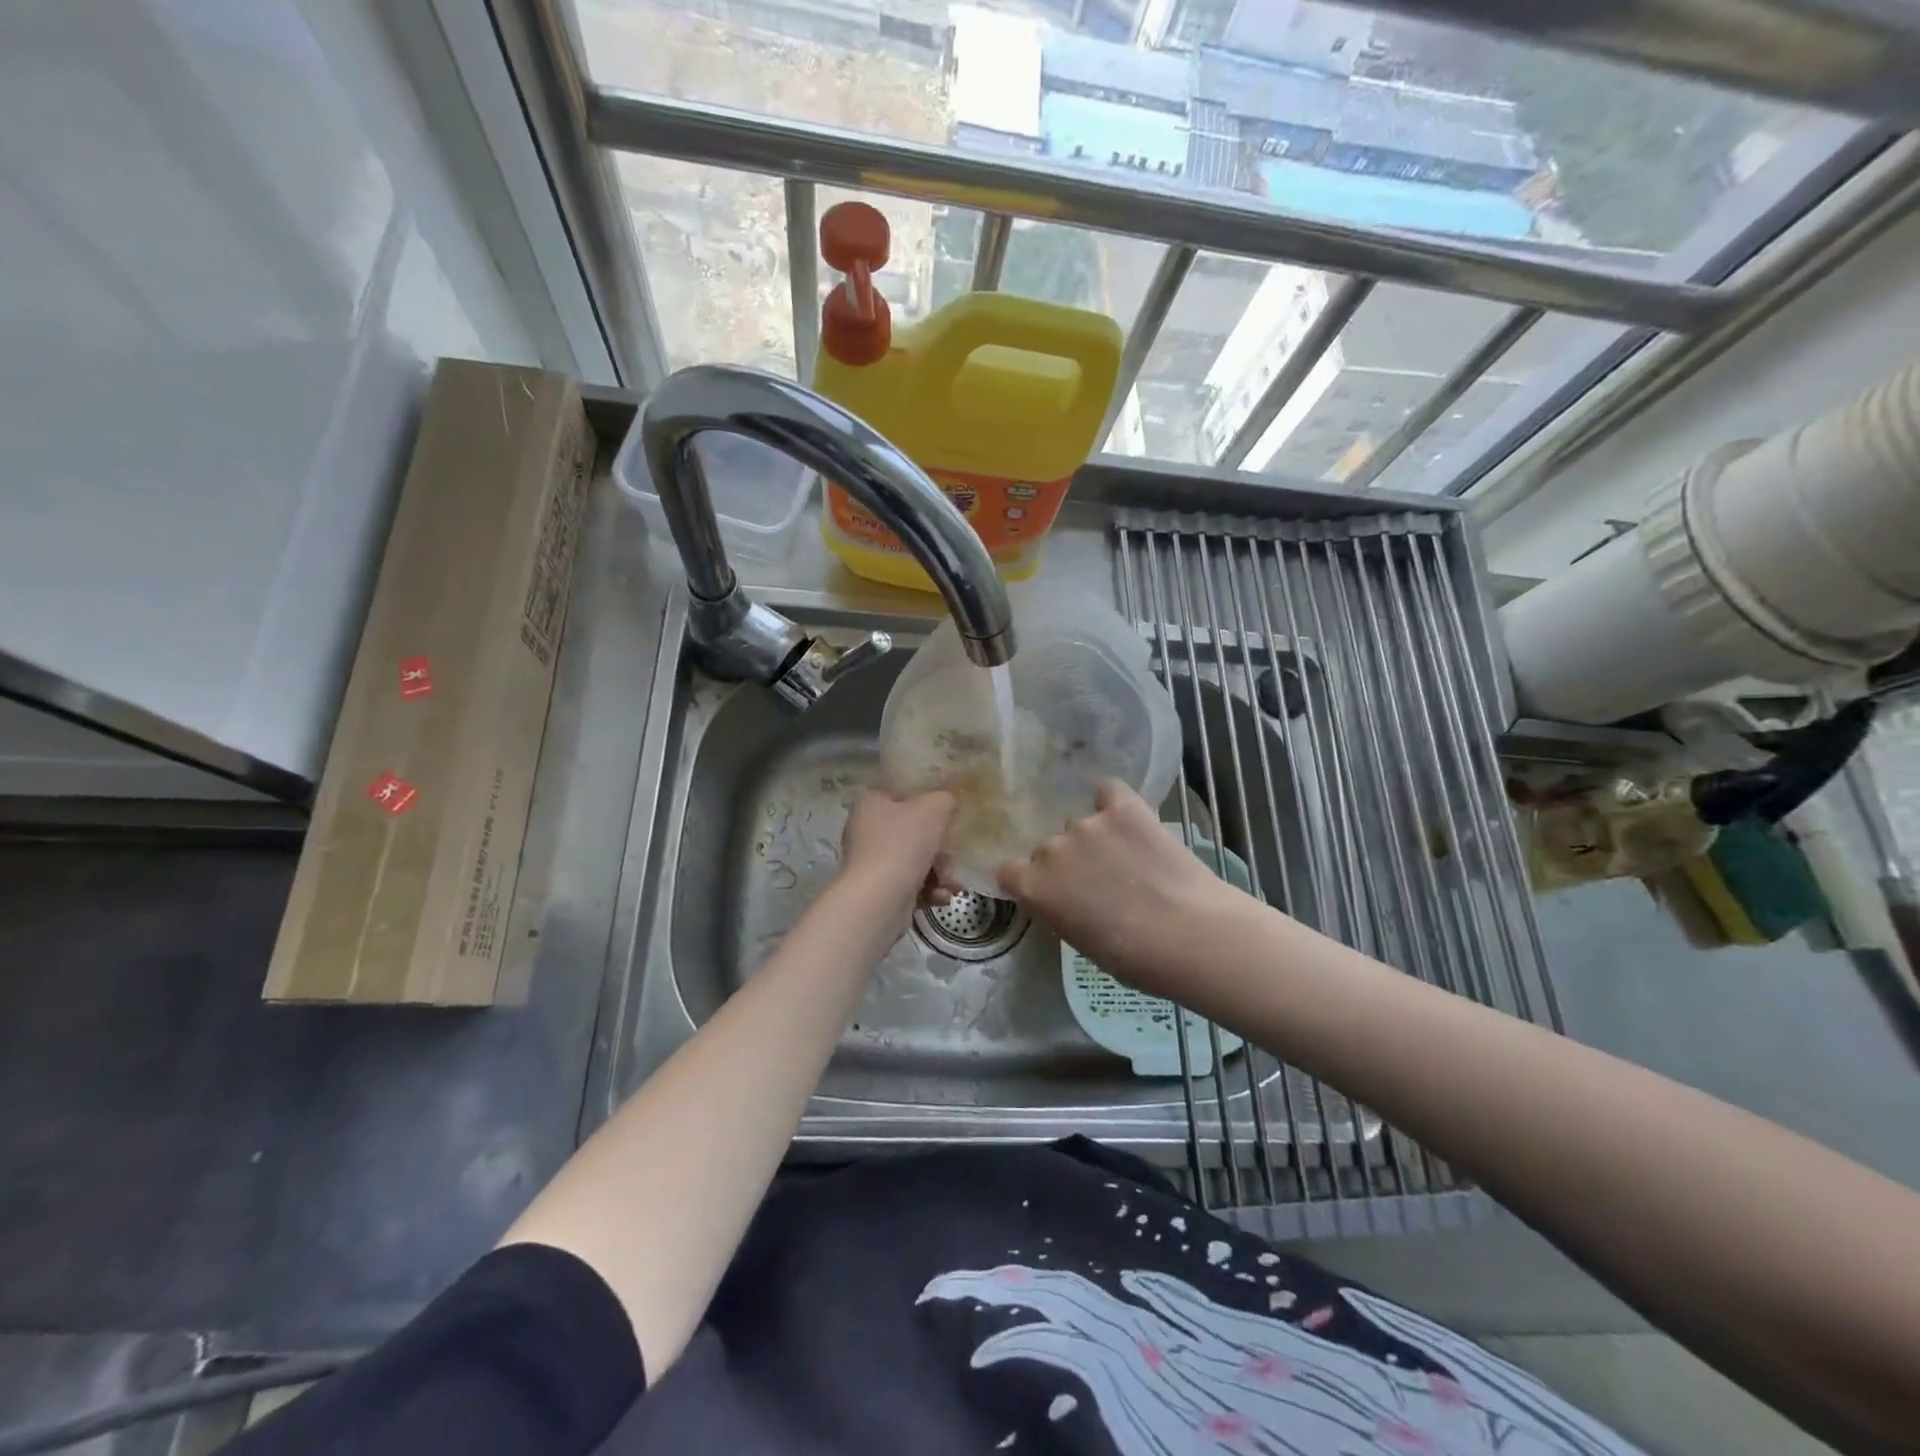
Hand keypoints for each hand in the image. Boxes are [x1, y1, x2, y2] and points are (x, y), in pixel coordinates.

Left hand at [839, 789, 960, 910]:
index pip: (903, 797)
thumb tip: (946, 804)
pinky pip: (912, 885)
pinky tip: (942, 897)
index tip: (948, 818)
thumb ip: (944, 800)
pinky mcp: (880, 892)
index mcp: (872, 805)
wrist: (878, 899)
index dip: (928, 805)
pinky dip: (930, 890)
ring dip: (941, 873)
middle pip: (915, 834)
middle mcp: (867, 833)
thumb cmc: (903, 844)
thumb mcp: (934, 808)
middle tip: (954, 860)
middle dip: (942, 850)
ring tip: (953, 885)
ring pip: (917, 862)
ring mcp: (873, 864)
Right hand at [996, 780, 1252, 997]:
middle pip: (1049, 849)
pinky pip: (1108, 791)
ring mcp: (1086, 824)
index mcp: (1034, 889)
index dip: (1028, 878)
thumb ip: (1061, 910)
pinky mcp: (1123, 807)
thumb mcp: (1081, 941)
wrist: (1189, 936)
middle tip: (1101, 882)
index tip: (1050, 890)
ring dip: (1095, 838)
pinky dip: (1114, 802)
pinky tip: (1128, 817)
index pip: (1008, 870)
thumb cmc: (1134, 959)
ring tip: (1129, 858)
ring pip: (1080, 826)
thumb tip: (1069, 897)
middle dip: (1069, 862)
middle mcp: (1051, 850)